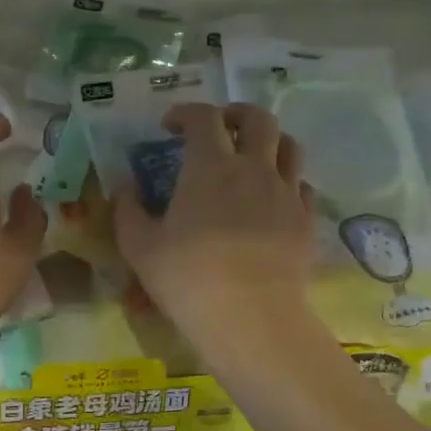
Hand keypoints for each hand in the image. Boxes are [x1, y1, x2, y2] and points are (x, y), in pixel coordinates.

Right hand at [111, 102, 314, 345]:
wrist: (250, 318)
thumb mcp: (140, 247)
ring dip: (269, 141)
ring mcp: (286, 194)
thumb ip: (128, 209)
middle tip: (220, 128)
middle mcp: (254, 168)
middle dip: (236, 114)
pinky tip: (274, 199)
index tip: (169, 126)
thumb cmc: (188, 279)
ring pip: (290, 146)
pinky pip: (303, 186)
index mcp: (210, 167)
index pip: (203, 117)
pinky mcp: (306, 221)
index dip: (185, 112)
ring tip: (253, 157)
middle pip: (258, 119)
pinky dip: (287, 182)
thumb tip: (124, 185)